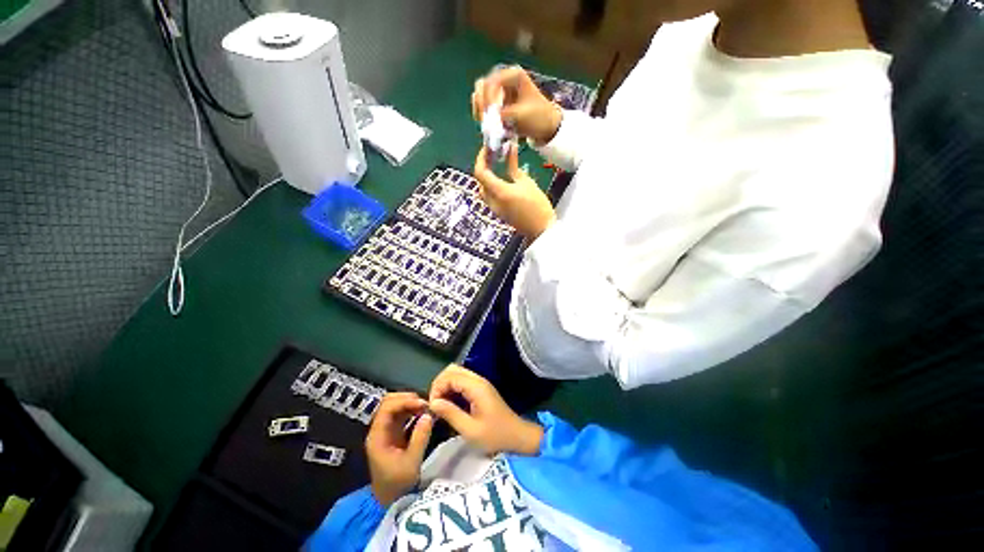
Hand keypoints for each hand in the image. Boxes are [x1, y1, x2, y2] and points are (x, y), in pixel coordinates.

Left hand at [365, 392, 433, 505]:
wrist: (391, 501)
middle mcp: (379, 430)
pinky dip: (412, 409)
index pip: (387, 408)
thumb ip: (420, 438)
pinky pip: (401, 414)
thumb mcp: (411, 463)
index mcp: (378, 436)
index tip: (423, 404)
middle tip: (425, 403)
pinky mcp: (393, 433)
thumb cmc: (399, 484)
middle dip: (407, 398)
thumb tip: (429, 415)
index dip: (404, 402)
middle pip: (388, 402)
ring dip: (410, 403)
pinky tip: (423, 413)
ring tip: (426, 407)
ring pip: (395, 406)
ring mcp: (385, 430)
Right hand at [428, 365, 542, 456]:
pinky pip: (462, 381)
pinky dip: (453, 388)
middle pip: (452, 369)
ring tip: (442, 405)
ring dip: (446, 386)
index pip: (450, 376)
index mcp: (476, 387)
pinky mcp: (481, 388)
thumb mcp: (470, 430)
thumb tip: (433, 403)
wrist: (517, 435)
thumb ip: (451, 414)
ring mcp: (480, 383)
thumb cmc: (495, 435)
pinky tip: (451, 404)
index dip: (437, 388)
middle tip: (436, 404)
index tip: (433, 407)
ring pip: (457, 373)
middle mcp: (478, 380)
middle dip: (440, 384)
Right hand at [472, 66, 562, 144]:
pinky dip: (483, 115)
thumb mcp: (523, 115)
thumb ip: (506, 114)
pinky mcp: (497, 104)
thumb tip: (490, 117)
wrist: (546, 127)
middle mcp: (504, 79)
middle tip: (482, 119)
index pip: (492, 82)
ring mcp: (499, 92)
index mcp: (513, 75)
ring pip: (480, 96)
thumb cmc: (539, 117)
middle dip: (480, 102)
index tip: (489, 114)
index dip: (487, 98)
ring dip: (480, 109)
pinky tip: (486, 124)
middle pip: (482, 86)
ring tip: (484, 123)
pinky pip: (484, 107)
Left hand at [474, 145, 555, 240]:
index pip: (480, 172)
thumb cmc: (537, 206)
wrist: (541, 229)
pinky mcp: (498, 213)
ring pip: (483, 189)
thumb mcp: (526, 183)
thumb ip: (513, 166)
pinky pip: (489, 197)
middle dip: (484, 166)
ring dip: (487, 176)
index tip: (488, 148)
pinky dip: (491, 185)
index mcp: (498, 192)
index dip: (481, 158)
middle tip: (494, 154)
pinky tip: (501, 178)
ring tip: (497, 164)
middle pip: (480, 181)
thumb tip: (509, 148)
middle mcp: (492, 201)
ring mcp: (494, 209)